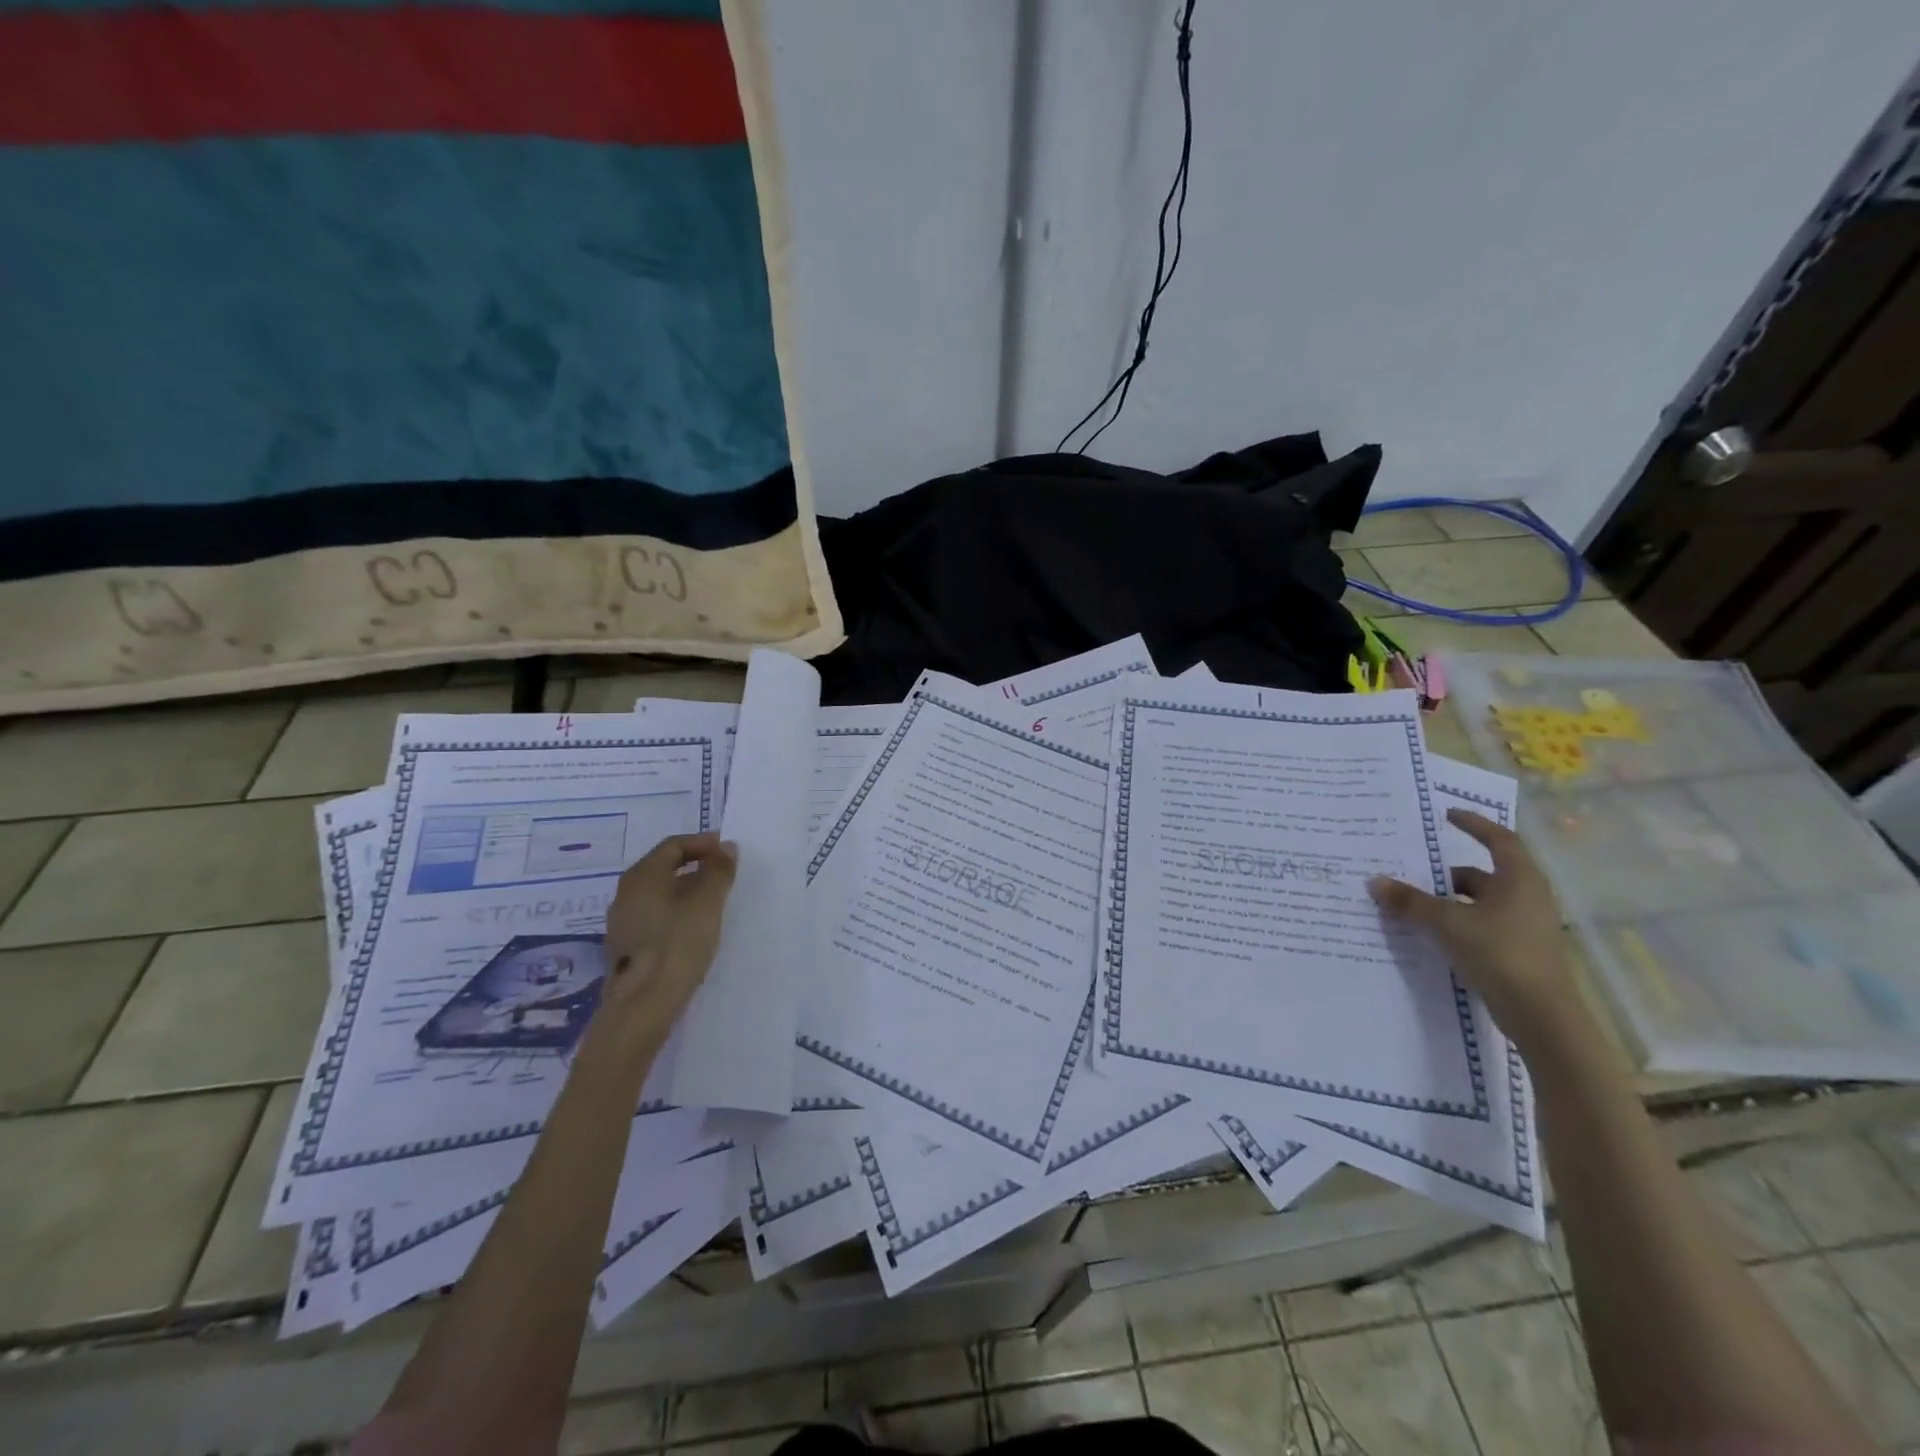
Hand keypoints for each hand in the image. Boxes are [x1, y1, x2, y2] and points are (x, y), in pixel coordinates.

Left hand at [594, 832, 737, 1050]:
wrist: (642, 1006)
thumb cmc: (677, 945)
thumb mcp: (707, 904)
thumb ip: (719, 871)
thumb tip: (726, 847)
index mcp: (642, 876)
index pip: (674, 845)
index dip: (704, 843)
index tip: (729, 852)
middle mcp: (626, 893)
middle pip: (664, 867)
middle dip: (697, 866)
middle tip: (726, 875)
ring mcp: (622, 922)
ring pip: (659, 894)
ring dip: (688, 890)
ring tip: (715, 902)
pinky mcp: (626, 947)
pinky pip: (654, 916)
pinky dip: (677, 912)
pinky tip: (694, 929)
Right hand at [1368, 809, 1584, 1048]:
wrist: (1542, 1016)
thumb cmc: (1499, 954)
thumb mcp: (1446, 923)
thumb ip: (1410, 901)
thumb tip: (1375, 881)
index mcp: (1519, 880)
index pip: (1499, 839)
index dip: (1474, 824)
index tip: (1447, 815)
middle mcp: (1527, 898)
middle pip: (1484, 875)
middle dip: (1447, 874)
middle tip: (1413, 873)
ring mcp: (1526, 927)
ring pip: (1481, 903)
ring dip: (1449, 901)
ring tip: (1414, 907)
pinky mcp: (1519, 952)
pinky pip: (1482, 926)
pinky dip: (1458, 924)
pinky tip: (1433, 936)